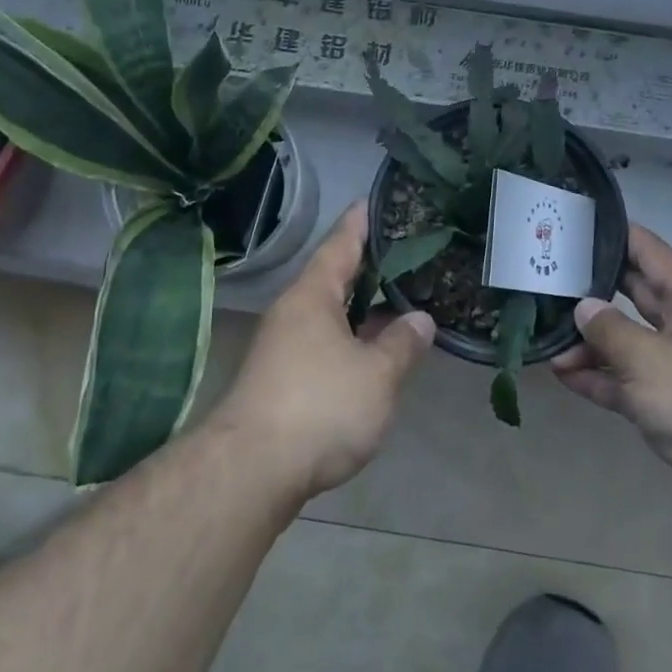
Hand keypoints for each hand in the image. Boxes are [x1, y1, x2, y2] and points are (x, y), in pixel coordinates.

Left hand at [210, 205, 434, 499]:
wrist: (251, 471)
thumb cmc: (320, 406)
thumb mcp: (376, 374)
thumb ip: (402, 344)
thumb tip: (420, 319)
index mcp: (312, 297)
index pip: (339, 245)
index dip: (359, 223)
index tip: (372, 200)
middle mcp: (292, 314)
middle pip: (332, 279)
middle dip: (365, 267)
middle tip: (402, 251)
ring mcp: (282, 349)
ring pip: (328, 316)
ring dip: (359, 309)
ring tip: (396, 300)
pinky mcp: (280, 382)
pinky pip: (323, 345)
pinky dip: (350, 340)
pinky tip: (371, 353)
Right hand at [553, 226, 671, 526]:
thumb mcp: (650, 360)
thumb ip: (610, 330)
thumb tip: (584, 307)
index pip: (650, 252)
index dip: (615, 235)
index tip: (576, 225)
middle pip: (637, 296)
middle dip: (595, 289)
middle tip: (550, 277)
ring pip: (631, 342)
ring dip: (592, 343)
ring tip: (548, 341)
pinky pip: (632, 382)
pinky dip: (603, 378)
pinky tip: (566, 376)